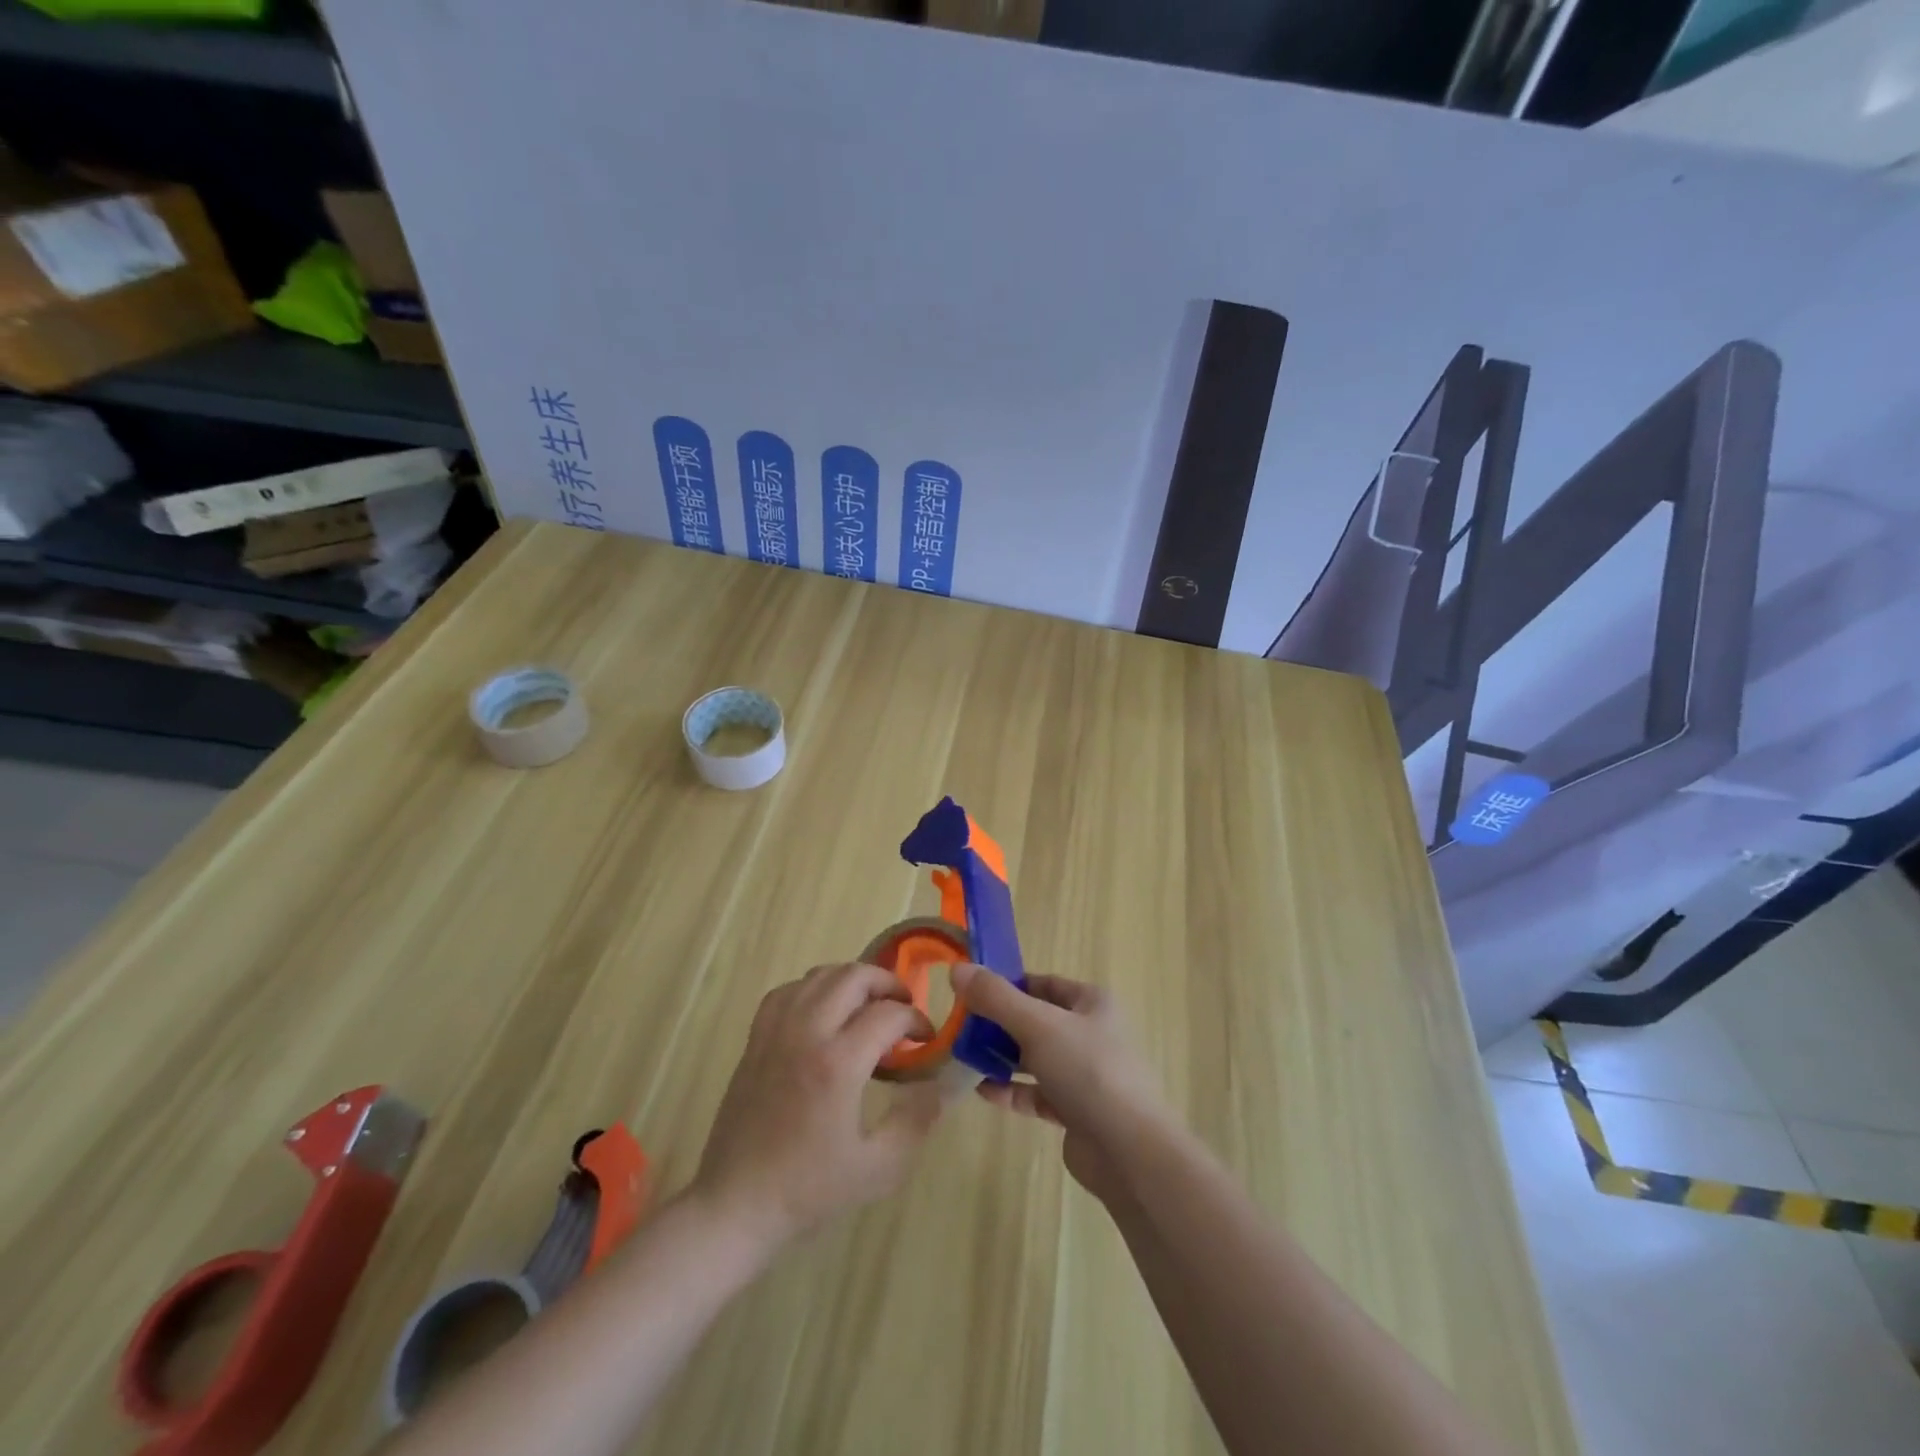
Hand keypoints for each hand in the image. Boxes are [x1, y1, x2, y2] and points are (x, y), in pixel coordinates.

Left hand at [690, 963, 945, 1252]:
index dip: (916, 1020)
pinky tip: (823, 1012)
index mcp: (837, 1063)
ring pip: (820, 975)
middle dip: (888, 985)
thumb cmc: (808, 1190)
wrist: (735, 1205)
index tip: (927, 1040)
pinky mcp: (755, 1039)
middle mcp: (806, 1033)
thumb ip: (917, 1121)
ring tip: (868, 1006)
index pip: (889, 1014)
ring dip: (852, 981)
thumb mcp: (878, 1168)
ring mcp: (776, 1032)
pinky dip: (813, 989)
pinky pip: (788, 990)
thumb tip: (944, 1086)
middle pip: (853, 977)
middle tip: (903, 1009)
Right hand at [949, 964, 1168, 1203]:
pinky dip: (1011, 1089)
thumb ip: (996, 997)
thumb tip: (958, 969)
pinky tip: (982, 1090)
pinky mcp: (1075, 1111)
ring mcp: (1084, 1074)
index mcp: (1092, 1003)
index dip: (1009, 984)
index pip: (1044, 983)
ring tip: (964, 1057)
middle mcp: (1090, 1033)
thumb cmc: (1088, 1071)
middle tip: (961, 1026)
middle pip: (1036, 1020)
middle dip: (999, 1023)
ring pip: (1035, 1057)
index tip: (972, 991)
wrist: (1129, 1152)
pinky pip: (1036, 1092)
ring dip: (1002, 1056)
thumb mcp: (1038, 1025)